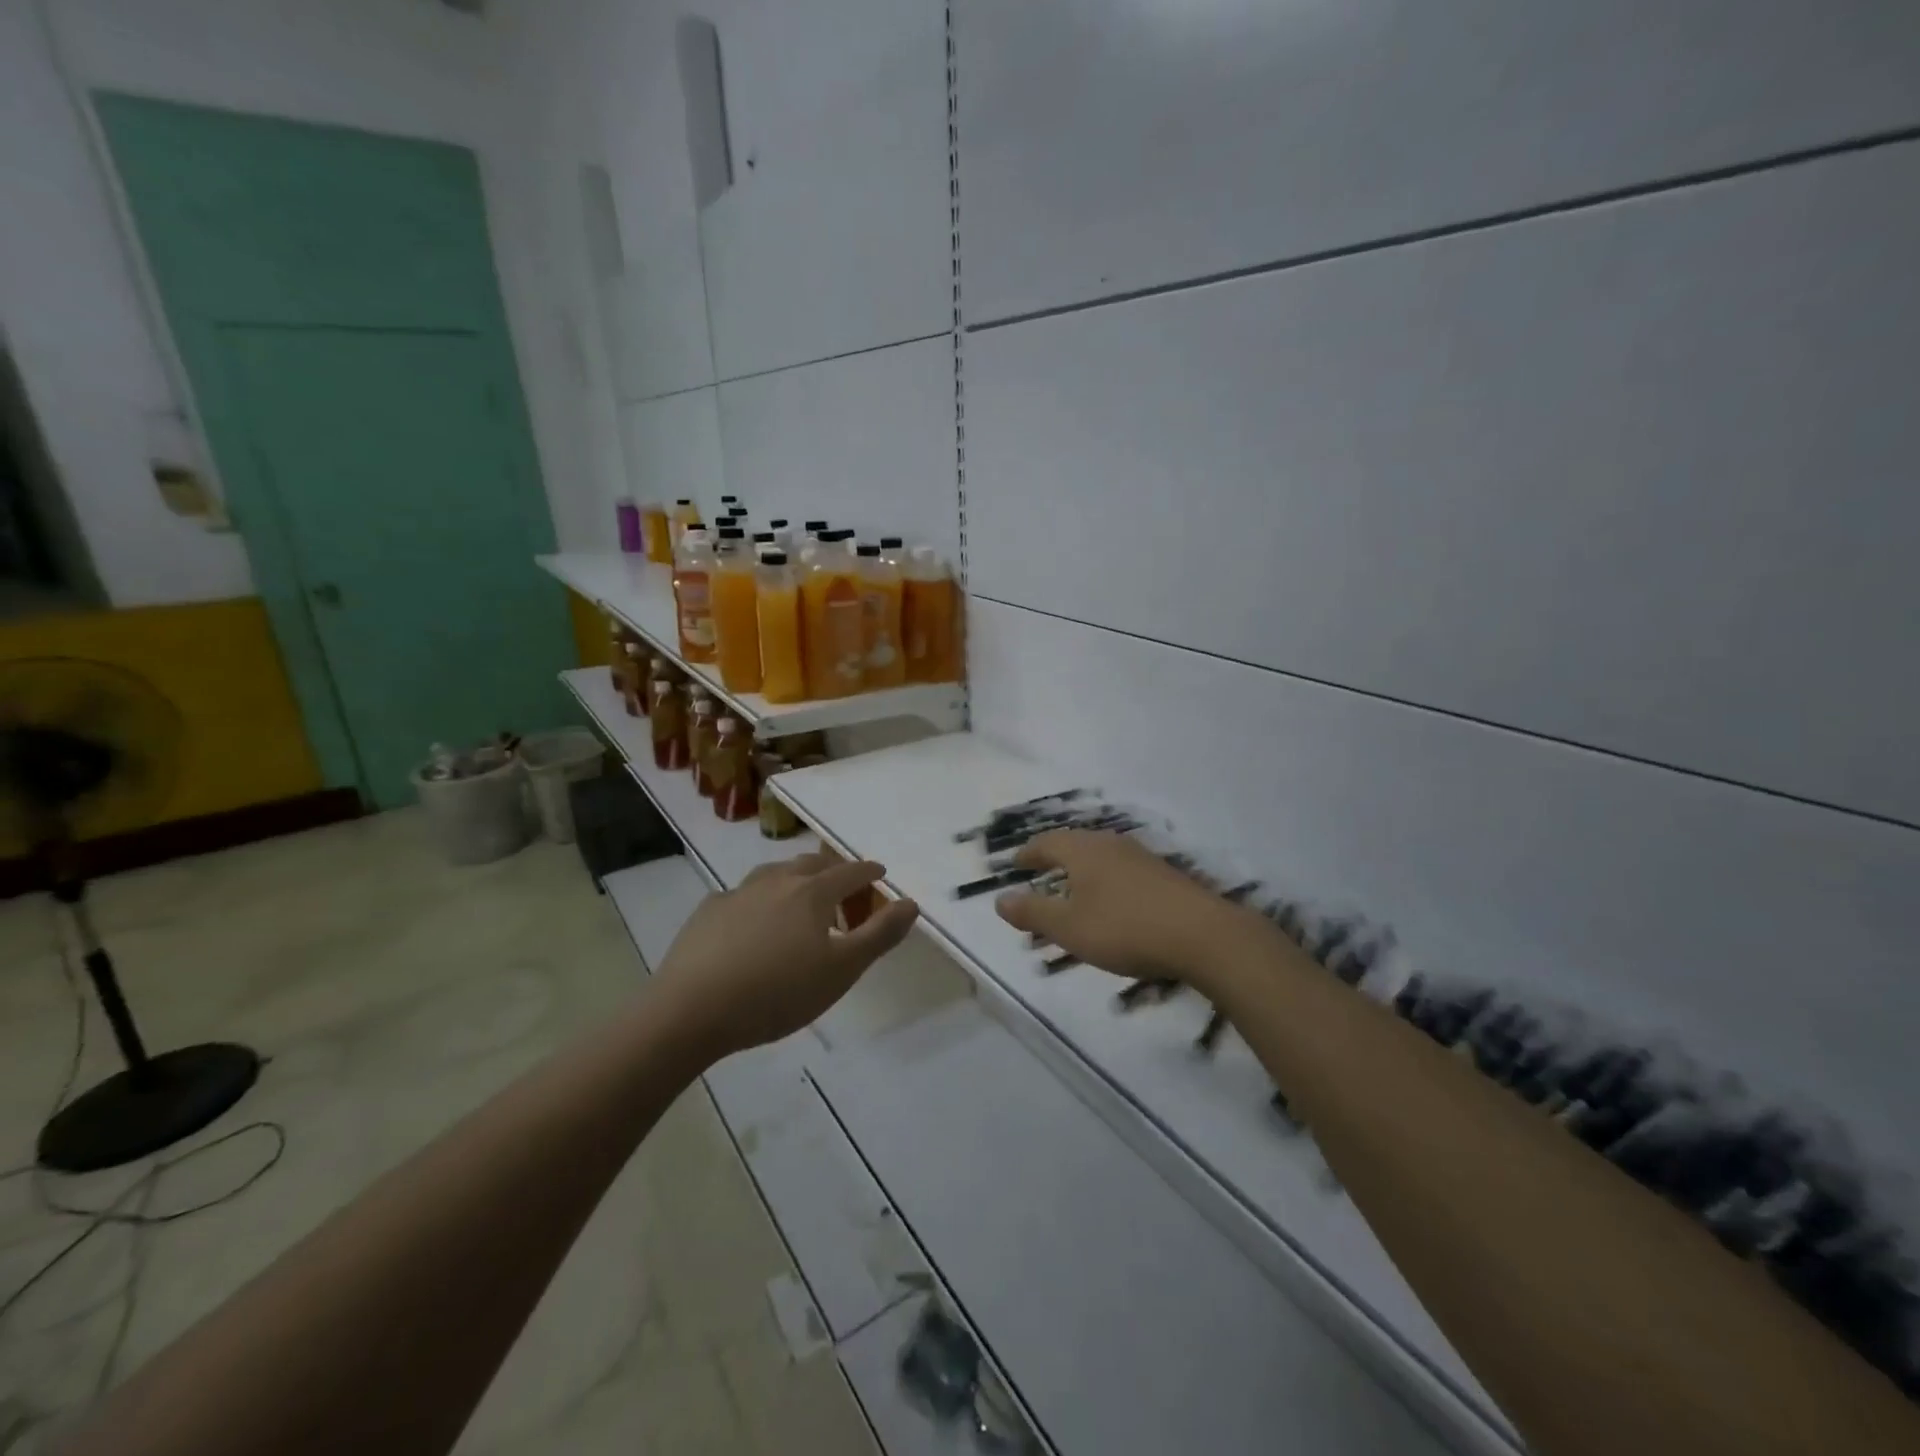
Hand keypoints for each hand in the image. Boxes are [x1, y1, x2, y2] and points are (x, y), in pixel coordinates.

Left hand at [652, 852, 920, 1059]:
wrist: (692, 1010)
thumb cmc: (777, 992)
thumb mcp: (841, 970)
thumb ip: (879, 934)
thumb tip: (910, 903)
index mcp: (812, 892)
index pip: (850, 872)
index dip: (869, 872)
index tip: (880, 874)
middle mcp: (776, 881)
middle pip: (812, 864)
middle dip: (834, 872)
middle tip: (843, 892)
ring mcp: (738, 893)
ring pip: (775, 873)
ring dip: (795, 880)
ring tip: (800, 901)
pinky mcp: (708, 911)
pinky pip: (742, 895)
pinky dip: (759, 900)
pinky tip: (752, 922)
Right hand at [993, 830, 1273, 990]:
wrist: (1203, 935)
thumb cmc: (1125, 928)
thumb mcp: (1070, 928)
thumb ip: (1032, 913)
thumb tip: (999, 899)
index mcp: (1082, 850)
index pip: (1046, 843)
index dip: (1028, 854)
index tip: (1015, 864)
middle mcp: (1109, 844)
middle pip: (1073, 844)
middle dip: (1053, 858)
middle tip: (1038, 873)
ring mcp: (1140, 856)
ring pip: (1099, 856)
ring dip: (1080, 871)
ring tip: (1071, 890)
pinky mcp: (1163, 874)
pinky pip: (1120, 869)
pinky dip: (1104, 880)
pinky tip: (1110, 901)